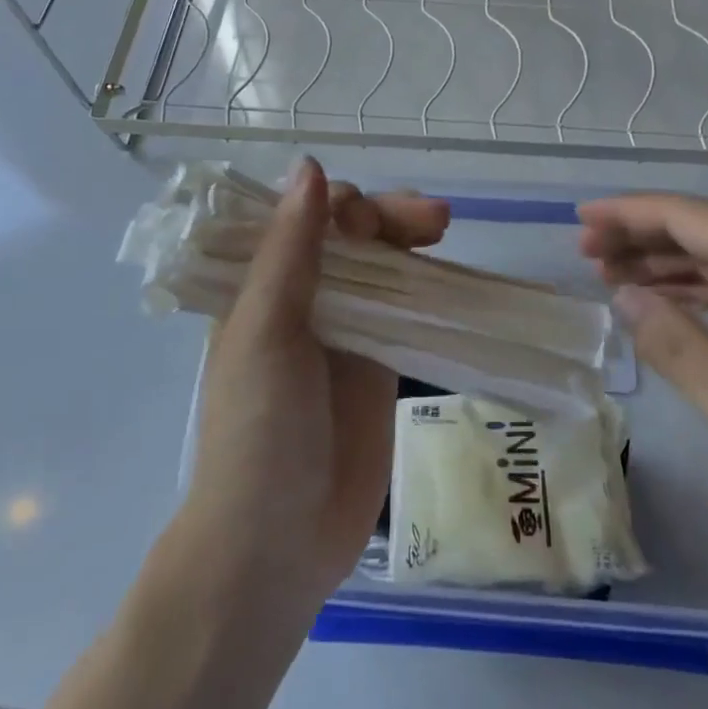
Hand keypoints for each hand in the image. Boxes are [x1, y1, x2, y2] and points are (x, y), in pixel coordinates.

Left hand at [183, 158, 448, 602]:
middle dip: (387, 217)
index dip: (340, 205)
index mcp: (261, 286)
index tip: (369, 219)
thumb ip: (291, 250)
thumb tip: (309, 165)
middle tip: (433, 218)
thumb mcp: (266, 331)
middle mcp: (302, 300)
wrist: (277, 542)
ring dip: (409, 242)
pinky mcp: (378, 365)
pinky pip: (405, 310)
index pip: (304, 218)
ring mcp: (344, 332)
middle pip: (350, 237)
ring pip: (382, 267)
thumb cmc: (258, 431)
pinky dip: (425, 287)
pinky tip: (448, 275)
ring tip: (441, 227)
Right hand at [578, 193, 707, 547]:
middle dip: (641, 236)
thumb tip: (625, 296)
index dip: (628, 214)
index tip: (581, 219)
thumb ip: (676, 345)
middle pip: (703, 228)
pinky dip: (702, 288)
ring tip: (614, 274)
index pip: (686, 216)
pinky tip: (672, 302)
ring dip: (669, 263)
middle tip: (587, 253)